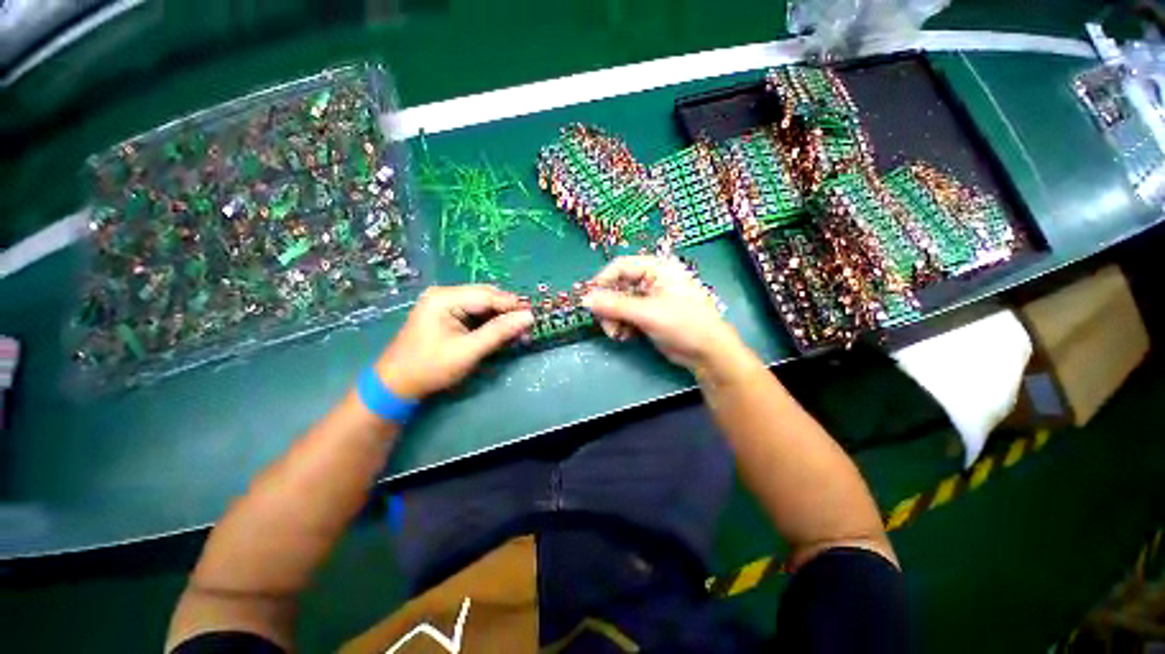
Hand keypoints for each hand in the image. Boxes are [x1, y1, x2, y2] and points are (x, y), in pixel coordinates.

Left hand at [375, 285, 533, 399]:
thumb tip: (529, 317)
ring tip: (518, 331)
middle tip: (527, 326)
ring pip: (483, 304)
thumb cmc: (431, 367)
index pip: (488, 295)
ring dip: (501, 317)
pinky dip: (490, 322)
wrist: (397, 385)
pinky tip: (501, 332)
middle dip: (508, 311)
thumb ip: (499, 332)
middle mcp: (444, 294)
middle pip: (486, 296)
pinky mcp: (447, 314)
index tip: (534, 316)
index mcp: (444, 298)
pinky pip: (475, 312)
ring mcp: (444, 303)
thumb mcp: (468, 351)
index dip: (513, 305)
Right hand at [583, 256, 743, 374]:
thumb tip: (585, 300)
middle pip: (618, 287)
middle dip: (609, 307)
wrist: (707, 353)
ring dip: (614, 319)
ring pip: (619, 304)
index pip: (621, 266)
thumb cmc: (684, 324)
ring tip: (617, 334)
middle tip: (606, 324)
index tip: (589, 299)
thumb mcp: (647, 313)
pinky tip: (625, 337)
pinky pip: (626, 316)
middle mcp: (652, 280)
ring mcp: (650, 299)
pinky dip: (622, 325)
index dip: (603, 281)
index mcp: (657, 269)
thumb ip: (615, 305)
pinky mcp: (649, 315)